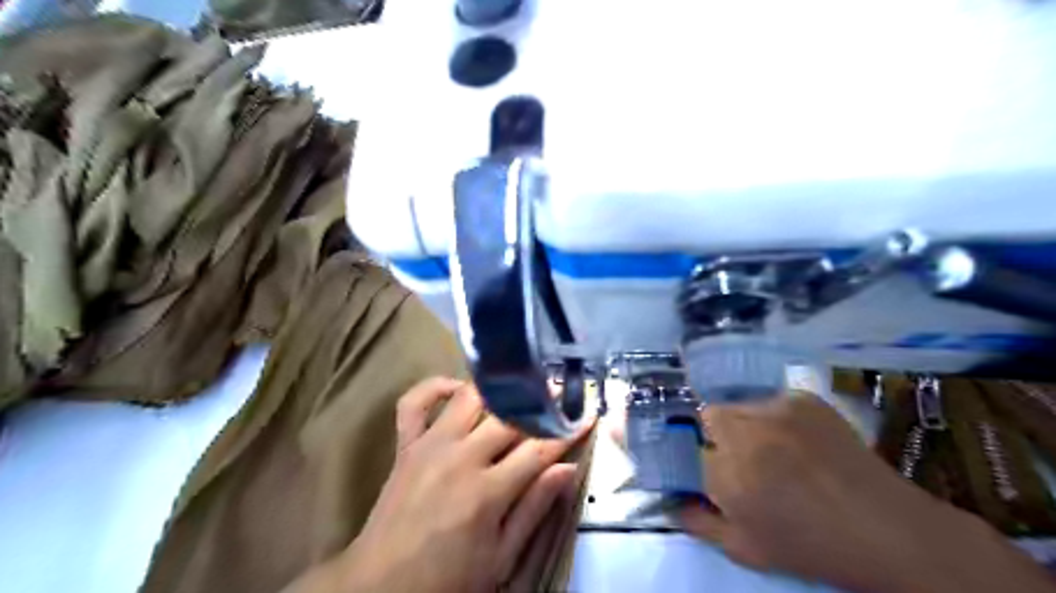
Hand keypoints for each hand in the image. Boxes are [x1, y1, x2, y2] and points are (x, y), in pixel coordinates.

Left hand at [304, 380, 584, 592]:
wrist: (381, 586)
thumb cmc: (448, 579)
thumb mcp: (501, 557)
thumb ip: (535, 509)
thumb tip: (568, 468)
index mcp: (488, 492)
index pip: (539, 448)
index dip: (567, 430)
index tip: (587, 413)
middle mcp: (460, 458)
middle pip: (510, 417)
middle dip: (540, 402)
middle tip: (559, 393)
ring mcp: (430, 445)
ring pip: (469, 398)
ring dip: (497, 389)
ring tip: (518, 387)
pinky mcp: (406, 444)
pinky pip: (414, 402)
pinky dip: (434, 387)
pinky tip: (457, 388)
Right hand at [677, 390, 1055, 590]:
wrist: (886, 531)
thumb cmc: (809, 546)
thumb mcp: (744, 548)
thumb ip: (698, 521)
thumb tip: (670, 500)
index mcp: (726, 472)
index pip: (681, 443)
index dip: (685, 449)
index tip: (699, 460)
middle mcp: (745, 431)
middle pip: (707, 415)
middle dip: (714, 434)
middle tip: (736, 457)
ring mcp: (776, 410)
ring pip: (737, 405)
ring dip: (741, 423)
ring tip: (768, 448)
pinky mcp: (803, 399)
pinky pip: (769, 401)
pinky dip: (771, 417)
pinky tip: (793, 440)